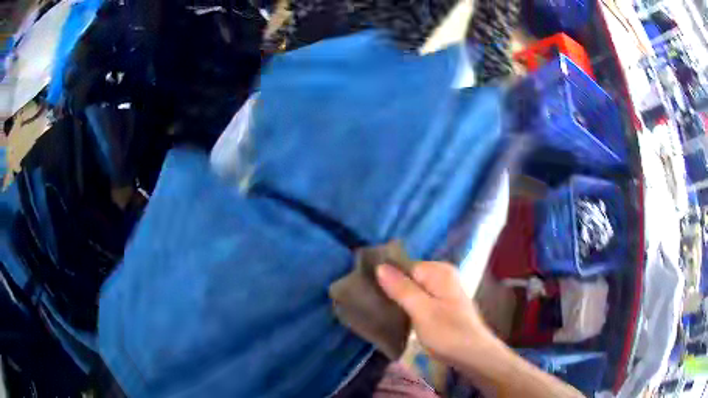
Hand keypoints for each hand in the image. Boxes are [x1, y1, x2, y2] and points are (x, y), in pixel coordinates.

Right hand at [376, 262, 494, 364]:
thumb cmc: (448, 333)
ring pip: (413, 288)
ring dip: (400, 299)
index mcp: (439, 271)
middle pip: (409, 276)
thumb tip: (380, 266)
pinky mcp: (443, 303)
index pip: (404, 266)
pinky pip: (420, 297)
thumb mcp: (421, 311)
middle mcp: (443, 275)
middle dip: (393, 289)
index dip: (388, 279)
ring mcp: (444, 289)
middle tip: (378, 306)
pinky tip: (401, 317)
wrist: (473, 355)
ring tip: (385, 312)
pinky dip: (410, 305)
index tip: (372, 295)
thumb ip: (401, 288)